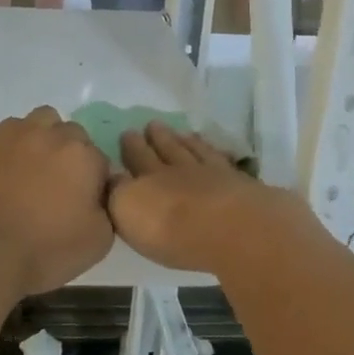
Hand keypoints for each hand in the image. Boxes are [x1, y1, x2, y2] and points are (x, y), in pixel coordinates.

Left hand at [0, 107, 113, 297]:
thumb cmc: (43, 250)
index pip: (99, 160)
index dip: (92, 182)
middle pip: (70, 134)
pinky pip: (5, 134)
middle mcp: (51, 134)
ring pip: (38, 123)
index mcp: (83, 156)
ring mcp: (14, 133)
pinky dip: (10, 148)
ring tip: (29, 173)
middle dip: (68, 154)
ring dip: (41, 141)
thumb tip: (97, 195)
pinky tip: (1, 175)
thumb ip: (107, 208)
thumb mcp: (97, 242)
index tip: (81, 202)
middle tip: (55, 187)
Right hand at [109, 121, 318, 277]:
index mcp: (148, 180)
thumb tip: (113, 177)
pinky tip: (216, 151)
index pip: (136, 159)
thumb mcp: (128, 213)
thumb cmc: (172, 230)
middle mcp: (178, 171)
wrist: (231, 228)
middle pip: (165, 150)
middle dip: (156, 139)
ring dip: (185, 142)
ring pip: (194, 152)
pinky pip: (222, 161)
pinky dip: (215, 154)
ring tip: (182, 134)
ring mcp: (212, 175)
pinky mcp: (240, 184)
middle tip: (151, 125)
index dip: (131, 147)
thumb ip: (117, 194)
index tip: (127, 133)